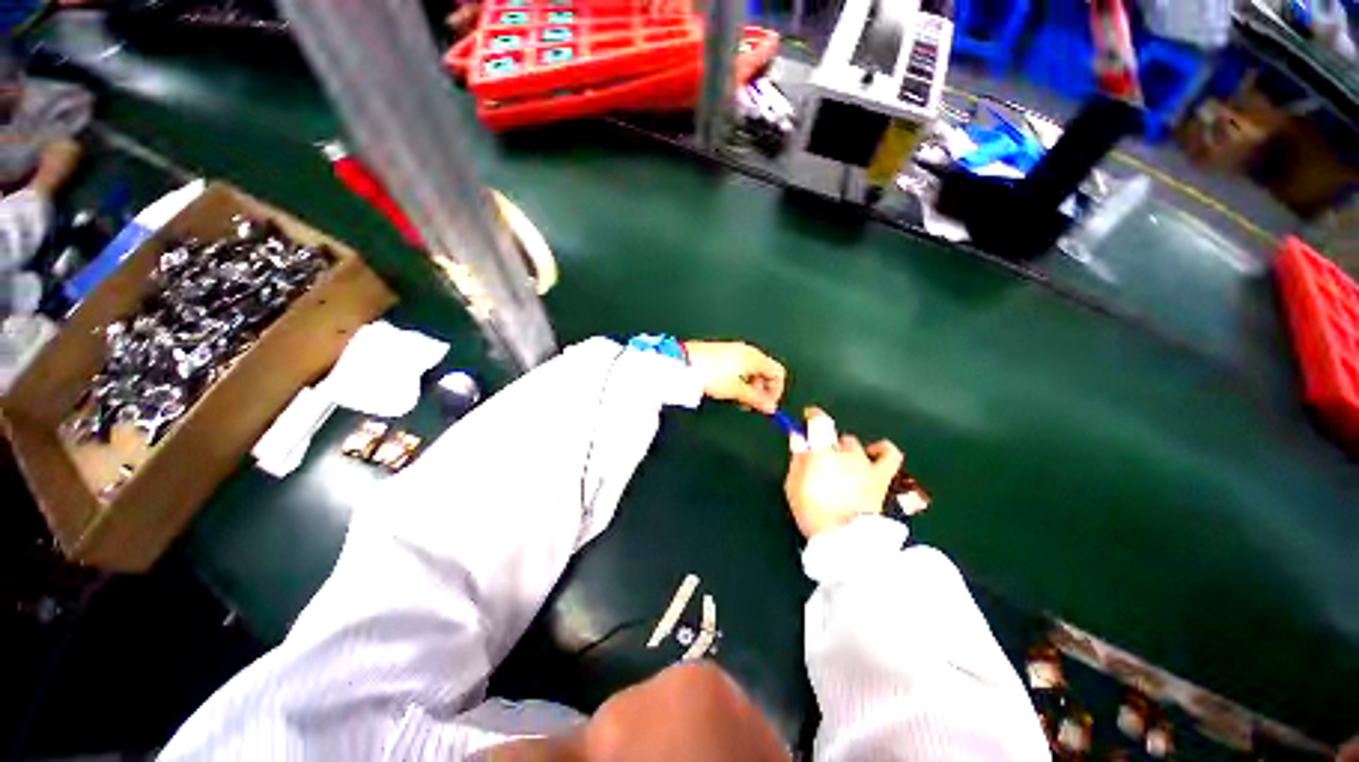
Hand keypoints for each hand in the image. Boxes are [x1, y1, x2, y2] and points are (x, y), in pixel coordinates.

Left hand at [684, 340, 785, 413]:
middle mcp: (747, 350)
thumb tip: (770, 407)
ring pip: (752, 369)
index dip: (776, 392)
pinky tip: (727, 388)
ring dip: (750, 385)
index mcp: (755, 357)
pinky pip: (739, 366)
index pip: (778, 373)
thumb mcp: (736, 390)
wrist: (684, 362)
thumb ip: (756, 399)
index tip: (767, 406)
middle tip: (751, 404)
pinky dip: (739, 379)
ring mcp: (734, 350)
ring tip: (737, 398)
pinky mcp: (722, 352)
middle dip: (762, 389)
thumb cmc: (710, 374)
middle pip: (766, 371)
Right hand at [784, 407, 902, 539]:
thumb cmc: (812, 511)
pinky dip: (881, 450)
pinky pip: (888, 455)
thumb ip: (797, 458)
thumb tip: (797, 436)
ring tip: (840, 465)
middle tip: (818, 461)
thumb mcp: (793, 484)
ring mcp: (865, 464)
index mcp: (822, 452)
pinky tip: (873, 453)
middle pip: (834, 438)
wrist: (843, 539)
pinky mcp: (880, 478)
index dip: (812, 415)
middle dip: (825, 445)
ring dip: (845, 451)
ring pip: (854, 445)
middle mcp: (845, 453)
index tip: (807, 416)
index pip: (819, 422)